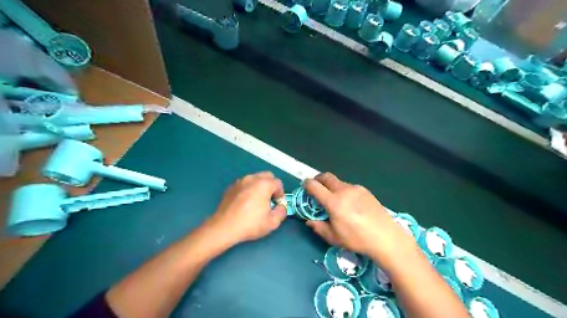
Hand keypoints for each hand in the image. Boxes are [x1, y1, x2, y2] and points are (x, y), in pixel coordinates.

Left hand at [206, 173, 287, 243]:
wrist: (224, 227)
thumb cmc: (250, 224)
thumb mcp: (272, 222)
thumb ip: (281, 212)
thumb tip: (280, 207)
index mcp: (264, 184)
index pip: (278, 183)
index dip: (280, 193)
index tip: (276, 204)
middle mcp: (252, 179)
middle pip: (267, 176)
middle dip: (271, 186)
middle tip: (269, 199)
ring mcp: (240, 182)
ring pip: (254, 179)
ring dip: (259, 186)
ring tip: (256, 201)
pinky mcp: (231, 187)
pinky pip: (244, 184)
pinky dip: (248, 189)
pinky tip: (245, 203)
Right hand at [303, 173, 414, 267]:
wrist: (386, 237)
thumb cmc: (357, 239)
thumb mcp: (334, 238)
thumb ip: (318, 227)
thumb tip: (309, 221)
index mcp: (333, 202)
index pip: (314, 186)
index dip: (306, 184)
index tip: (304, 187)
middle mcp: (343, 191)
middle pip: (326, 177)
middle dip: (318, 179)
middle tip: (316, 187)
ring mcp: (356, 189)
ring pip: (338, 182)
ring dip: (331, 186)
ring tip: (334, 199)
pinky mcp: (365, 190)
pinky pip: (349, 187)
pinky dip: (343, 190)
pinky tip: (350, 203)